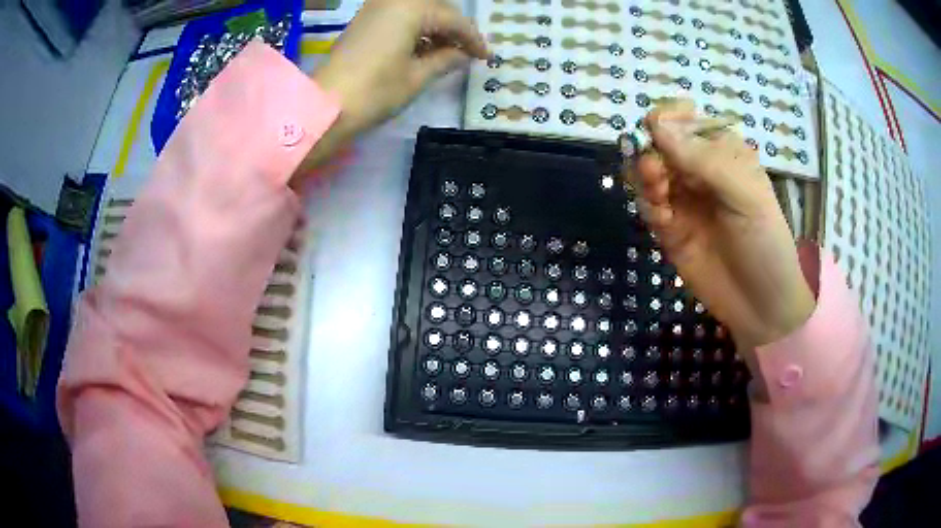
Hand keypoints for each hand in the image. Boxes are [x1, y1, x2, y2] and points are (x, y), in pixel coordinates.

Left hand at [297, 0, 487, 174]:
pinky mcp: (364, 21)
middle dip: (455, 30)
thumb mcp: (417, 77)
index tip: (487, 57)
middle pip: (436, 9)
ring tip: (448, 53)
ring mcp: (375, 9)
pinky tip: (423, 48)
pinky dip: (415, 29)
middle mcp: (394, 0)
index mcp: (412, 8)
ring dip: (435, 28)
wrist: (325, 106)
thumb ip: (446, 60)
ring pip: (418, 11)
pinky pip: (400, 16)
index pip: (454, 19)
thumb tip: (463, 55)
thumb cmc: (375, 91)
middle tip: (468, 53)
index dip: (473, 38)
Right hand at [629, 99, 814, 357]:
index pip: (684, 120)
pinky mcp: (670, 228)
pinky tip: (664, 222)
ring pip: (646, 172)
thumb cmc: (765, 242)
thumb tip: (655, 124)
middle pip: (658, 144)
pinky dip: (649, 208)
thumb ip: (704, 159)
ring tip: (658, 197)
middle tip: (655, 172)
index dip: (667, 119)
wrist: (760, 304)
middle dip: (651, 152)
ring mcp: (682, 199)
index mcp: (722, 151)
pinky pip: (648, 206)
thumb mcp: (746, 195)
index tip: (656, 128)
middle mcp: (698, 170)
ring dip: (644, 178)